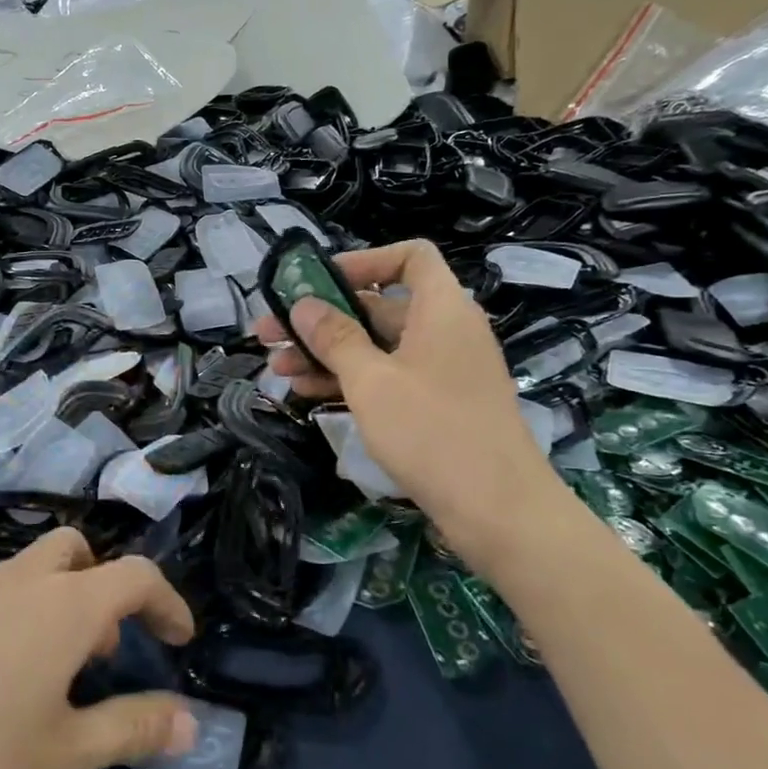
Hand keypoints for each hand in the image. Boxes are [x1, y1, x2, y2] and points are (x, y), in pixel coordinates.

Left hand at [0, 530, 196, 768]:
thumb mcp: (61, 758)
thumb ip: (131, 728)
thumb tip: (191, 719)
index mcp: (60, 605)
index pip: (134, 574)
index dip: (166, 602)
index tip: (179, 641)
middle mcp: (10, 581)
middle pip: (72, 551)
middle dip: (100, 585)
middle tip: (102, 650)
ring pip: (20, 574)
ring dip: (48, 606)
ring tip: (42, 680)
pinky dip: (0, 623)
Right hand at [253, 238, 566, 564]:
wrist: (497, 511)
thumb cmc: (432, 432)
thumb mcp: (371, 381)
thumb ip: (334, 338)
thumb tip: (302, 304)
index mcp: (441, 309)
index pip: (410, 256)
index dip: (363, 261)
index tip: (317, 283)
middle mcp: (443, 331)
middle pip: (378, 306)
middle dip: (321, 319)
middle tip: (270, 333)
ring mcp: (440, 370)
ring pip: (375, 347)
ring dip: (325, 354)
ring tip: (276, 369)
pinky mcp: (434, 405)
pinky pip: (386, 377)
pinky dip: (349, 380)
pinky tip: (306, 393)